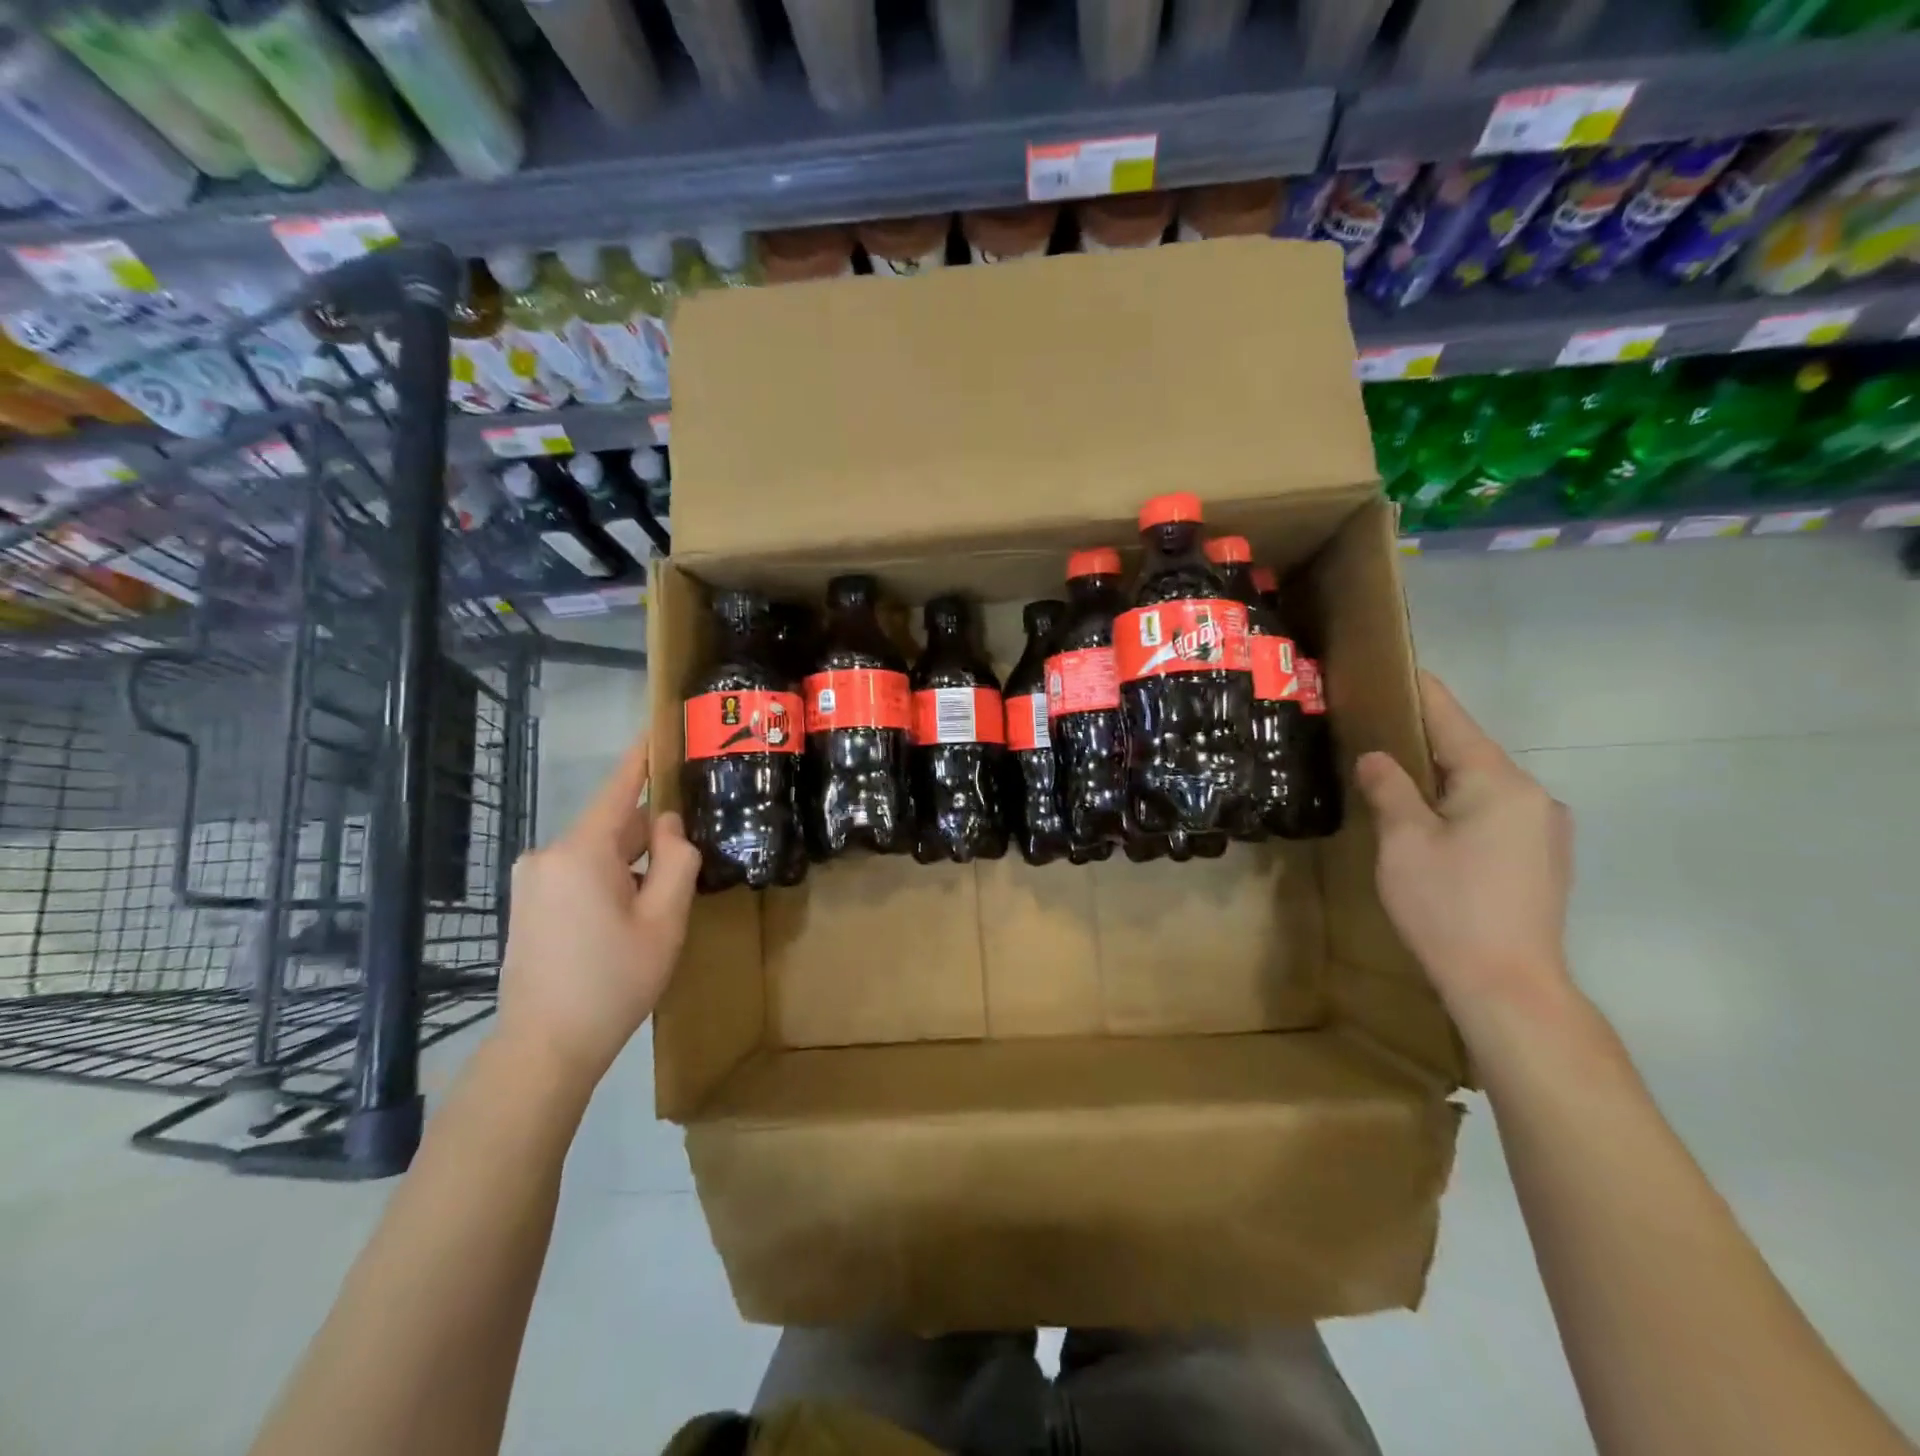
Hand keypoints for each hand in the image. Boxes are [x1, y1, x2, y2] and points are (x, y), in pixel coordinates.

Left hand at [495, 733, 700, 1093]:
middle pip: (612, 826)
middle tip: (689, 857)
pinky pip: (577, 874)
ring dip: (630, 865)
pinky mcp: (527, 904)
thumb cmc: (613, 981)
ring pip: (596, 853)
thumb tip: (668, 826)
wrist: (544, 1049)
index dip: (641, 758)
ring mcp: (532, 881)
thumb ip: (675, 861)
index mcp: (581, 852)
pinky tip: (628, 917)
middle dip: (648, 837)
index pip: (618, 788)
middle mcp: (548, 855)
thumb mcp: (664, 920)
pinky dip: (608, 880)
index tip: (656, 727)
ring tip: (661, 900)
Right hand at [1354, 672, 1573, 1019]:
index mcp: (1499, 783)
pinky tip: (1431, 822)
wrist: (1509, 986)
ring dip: (1440, 776)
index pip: (1453, 720)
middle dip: (1424, 738)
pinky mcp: (1542, 859)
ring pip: (1482, 785)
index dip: (1421, 692)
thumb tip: (1376, 758)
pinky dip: (1459, 803)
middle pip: (1469, 751)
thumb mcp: (1404, 842)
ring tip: (1395, 776)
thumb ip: (1390, 789)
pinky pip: (1494, 812)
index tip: (1397, 667)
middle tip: (1375, 728)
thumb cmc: (1449, 906)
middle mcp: (1533, 796)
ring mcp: (1544, 830)